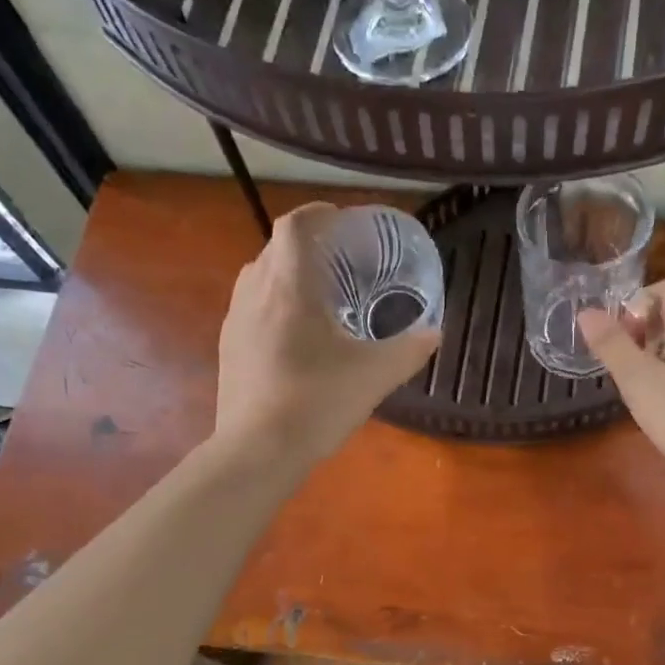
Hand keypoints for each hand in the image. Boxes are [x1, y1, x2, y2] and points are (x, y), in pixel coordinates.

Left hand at [215, 202, 439, 463]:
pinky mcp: (229, 349)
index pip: (295, 226)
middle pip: (276, 250)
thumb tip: (435, 332)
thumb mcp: (376, 375)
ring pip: (260, 279)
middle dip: (307, 246)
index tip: (342, 219)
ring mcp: (236, 322)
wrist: (258, 450)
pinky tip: (296, 337)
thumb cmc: (318, 400)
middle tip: (341, 262)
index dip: (318, 214)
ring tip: (319, 296)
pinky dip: (274, 305)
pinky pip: (252, 309)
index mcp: (289, 286)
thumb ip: (410, 349)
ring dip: (287, 276)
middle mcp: (255, 293)